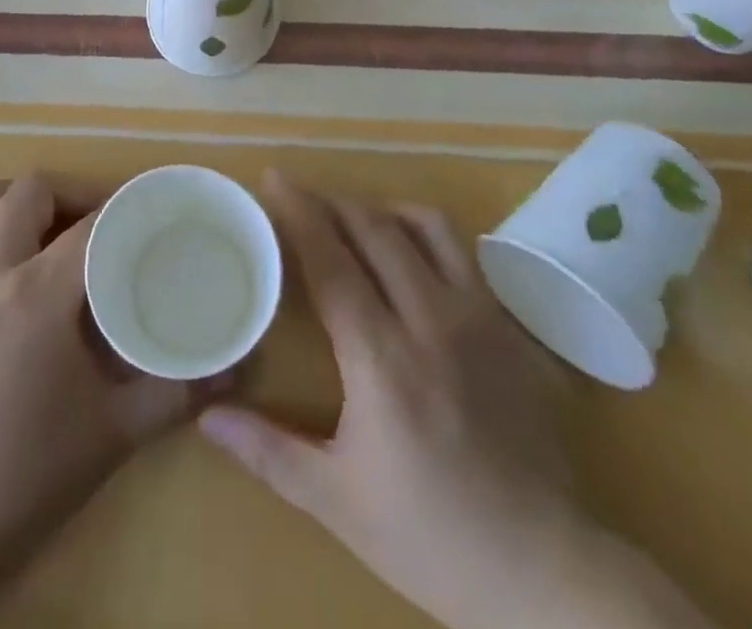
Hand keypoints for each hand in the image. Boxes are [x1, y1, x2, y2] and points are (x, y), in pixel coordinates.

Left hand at [0, 175, 220, 628]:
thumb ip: (177, 391)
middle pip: (29, 192)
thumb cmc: (26, 476)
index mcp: (33, 297)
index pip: (88, 226)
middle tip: (97, 223)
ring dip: (15, 199)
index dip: (122, 211)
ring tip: (44, 225)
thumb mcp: (114, 433)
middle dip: (69, 195)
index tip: (146, 214)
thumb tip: (236, 365)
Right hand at [200, 173, 710, 628]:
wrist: (547, 574)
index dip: (298, 211)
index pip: (330, 259)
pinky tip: (413, 256)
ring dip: (382, 210)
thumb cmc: (431, 538)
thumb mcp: (337, 502)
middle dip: (331, 201)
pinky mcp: (510, 327)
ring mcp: (479, 317)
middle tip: (301, 198)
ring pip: (427, 226)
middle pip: (374, 228)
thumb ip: (267, 450)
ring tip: (356, 221)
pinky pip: (465, 253)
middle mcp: (430, 319)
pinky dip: (428, 234)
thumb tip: (205, 416)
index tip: (273, 178)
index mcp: (381, 357)